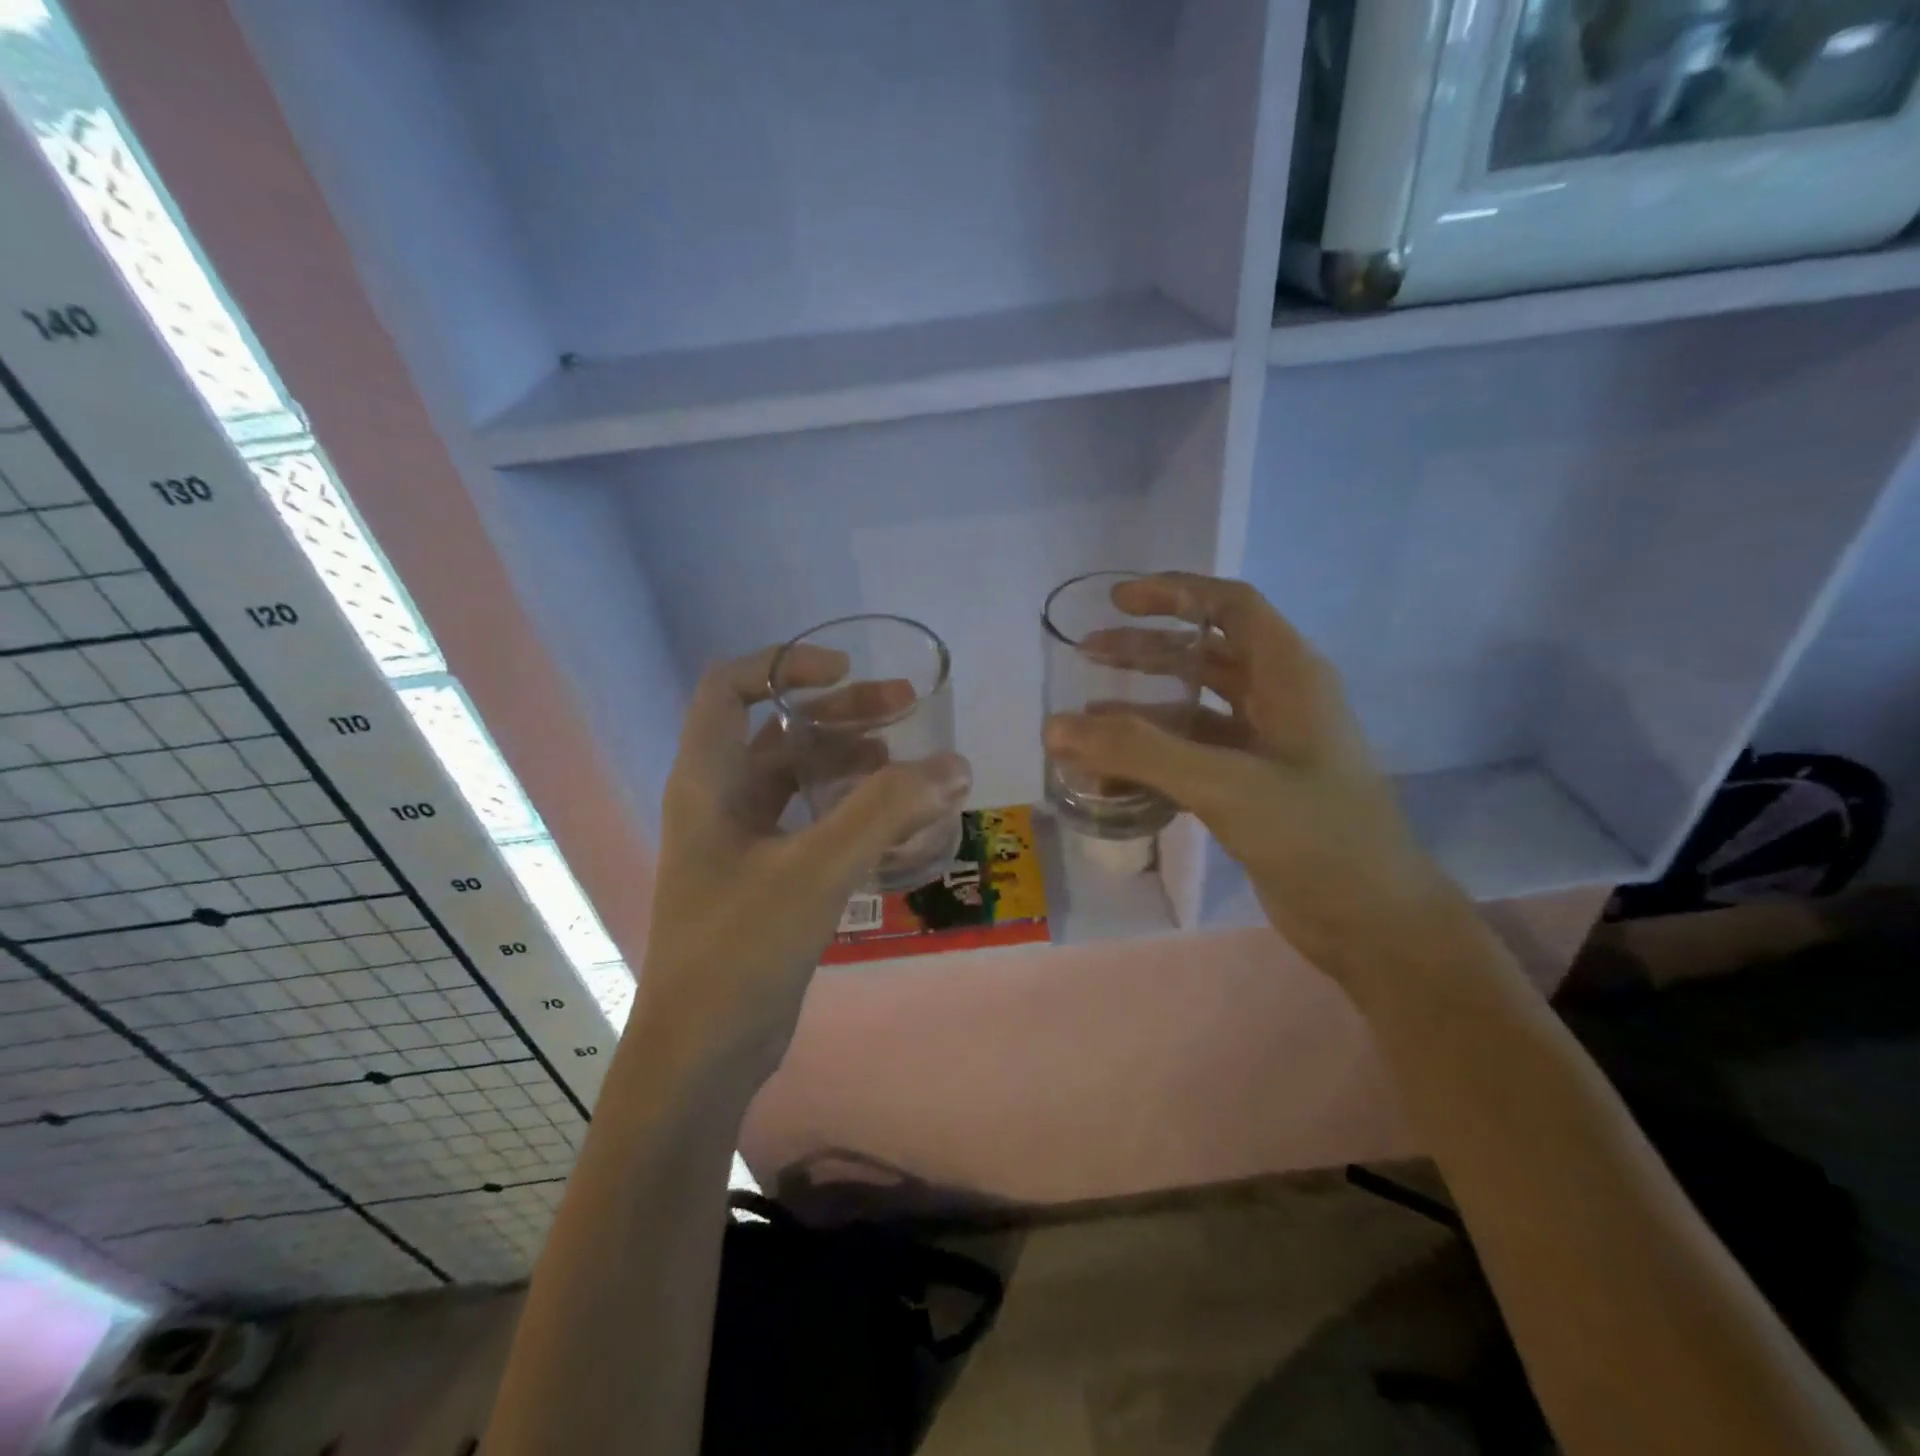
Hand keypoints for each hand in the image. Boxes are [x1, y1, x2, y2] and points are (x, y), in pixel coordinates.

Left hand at [634, 645, 969, 1091]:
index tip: (846, 671)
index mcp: (708, 782)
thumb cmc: (741, 950)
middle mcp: (721, 802)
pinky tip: (900, 822)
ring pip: (802, 778)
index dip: (785, 665)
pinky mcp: (769, 879)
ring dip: (854, 761)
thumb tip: (954, 766)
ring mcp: (745, 843)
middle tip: (907, 706)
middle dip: (843, 712)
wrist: (703, 1055)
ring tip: (912, 764)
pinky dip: (855, 811)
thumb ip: (885, 811)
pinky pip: (816, 823)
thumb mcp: (816, 870)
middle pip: (781, 730)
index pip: (729, 688)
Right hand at [1044, 572, 1458, 980]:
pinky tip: (1112, 772)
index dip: (1175, 593)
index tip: (1118, 600)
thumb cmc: (1314, 836)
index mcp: (1290, 675)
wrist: (1373, 922)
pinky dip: (1154, 757)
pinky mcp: (1253, 789)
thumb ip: (1138, 752)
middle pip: (1206, 654)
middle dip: (1146, 650)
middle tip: (1089, 651)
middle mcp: (1280, 701)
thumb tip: (1054, 726)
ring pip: (1195, 709)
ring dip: (1143, 707)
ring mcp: (1266, 748)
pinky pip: (1193, 756)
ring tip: (1086, 715)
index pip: (1231, 606)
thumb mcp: (1224, 784)